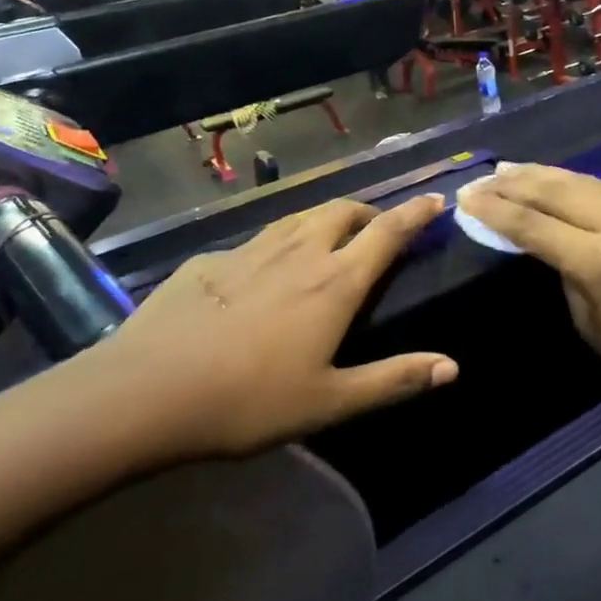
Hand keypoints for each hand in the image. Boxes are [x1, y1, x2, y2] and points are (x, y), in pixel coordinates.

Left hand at [74, 195, 456, 465]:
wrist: (146, 390)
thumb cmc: (249, 401)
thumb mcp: (329, 402)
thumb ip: (394, 380)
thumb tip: (453, 367)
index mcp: (334, 282)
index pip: (388, 232)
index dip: (415, 212)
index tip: (435, 198)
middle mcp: (299, 252)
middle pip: (344, 211)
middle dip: (368, 212)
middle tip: (377, 229)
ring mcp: (252, 250)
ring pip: (300, 216)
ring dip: (325, 219)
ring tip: (329, 237)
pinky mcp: (212, 259)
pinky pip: (258, 239)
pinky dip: (279, 243)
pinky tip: (263, 271)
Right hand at [459, 165, 600, 442]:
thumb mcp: (592, 327)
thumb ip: (568, 276)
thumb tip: (552, 244)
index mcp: (600, 263)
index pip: (533, 225)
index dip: (494, 211)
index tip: (465, 199)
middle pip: (557, 190)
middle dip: (514, 182)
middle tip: (481, 179)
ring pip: (584, 182)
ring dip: (544, 174)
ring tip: (510, 170)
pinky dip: (576, 184)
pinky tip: (558, 182)